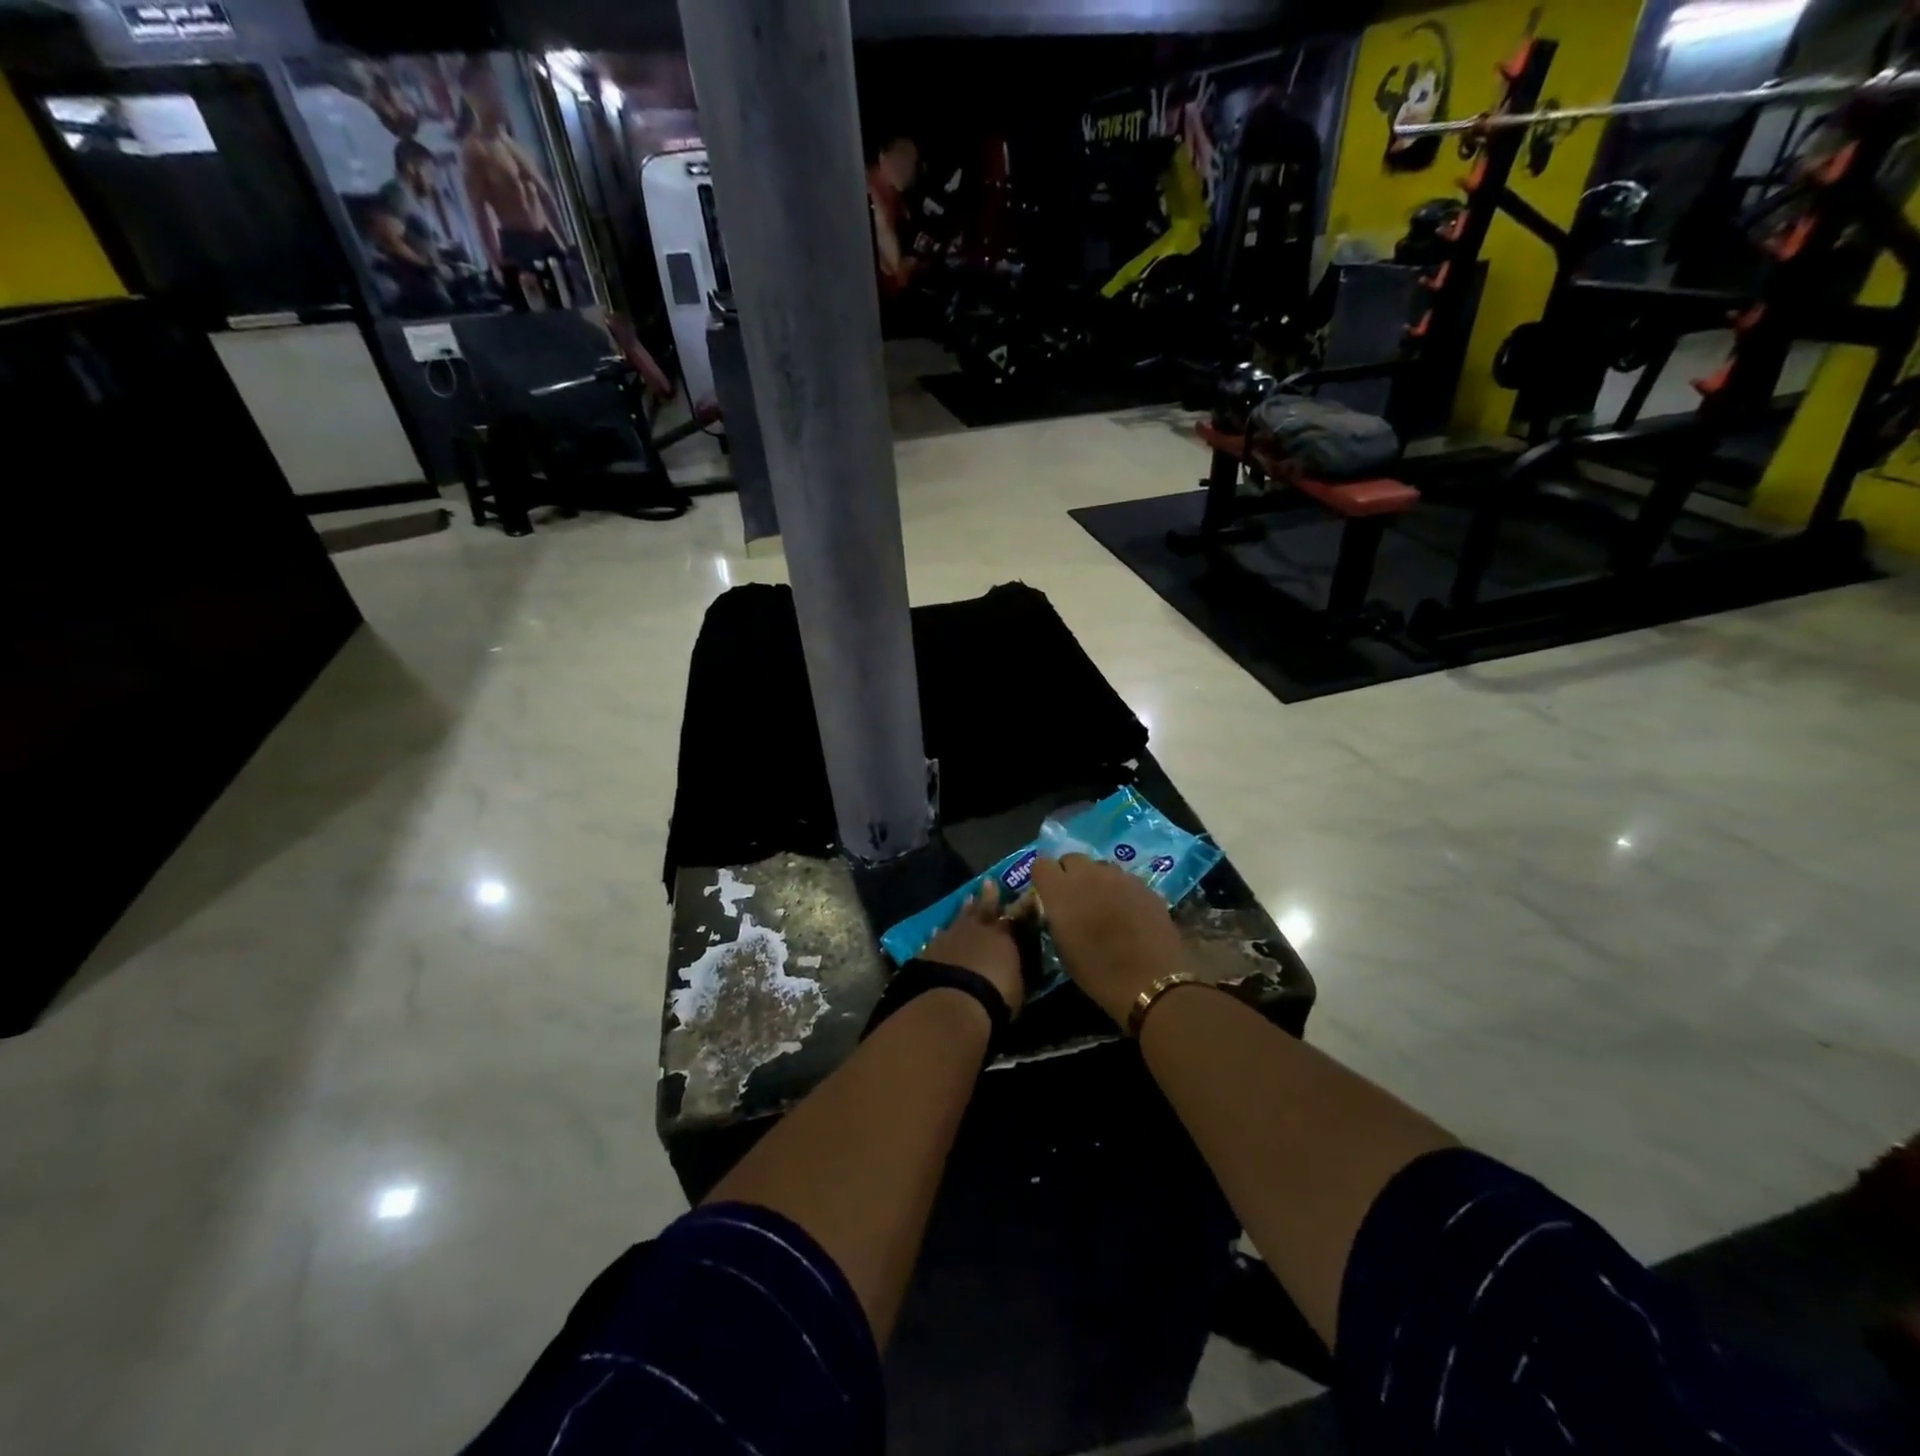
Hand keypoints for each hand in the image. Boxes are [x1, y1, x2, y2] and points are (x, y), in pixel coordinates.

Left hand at [921, 881, 1024, 1017]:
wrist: (954, 1001)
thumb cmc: (995, 997)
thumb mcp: (1017, 985)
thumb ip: (1014, 968)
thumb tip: (1014, 962)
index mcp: (1003, 936)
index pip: (1016, 916)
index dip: (1022, 905)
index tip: (1026, 893)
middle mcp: (977, 929)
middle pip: (984, 907)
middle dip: (988, 895)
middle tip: (989, 881)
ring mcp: (951, 936)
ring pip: (959, 918)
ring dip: (964, 910)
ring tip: (967, 899)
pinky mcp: (930, 950)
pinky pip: (936, 938)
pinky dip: (939, 935)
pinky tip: (936, 932)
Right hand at [1027, 855, 1192, 1028]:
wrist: (1152, 981)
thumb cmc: (1099, 973)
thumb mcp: (1063, 948)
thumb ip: (1055, 917)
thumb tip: (1056, 907)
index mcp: (1061, 891)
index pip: (1041, 864)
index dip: (1044, 878)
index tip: (1048, 893)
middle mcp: (1088, 874)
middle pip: (1071, 859)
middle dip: (1069, 874)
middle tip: (1075, 898)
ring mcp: (1118, 876)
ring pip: (1099, 866)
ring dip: (1096, 880)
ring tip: (1103, 904)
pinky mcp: (1143, 884)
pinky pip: (1123, 878)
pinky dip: (1120, 889)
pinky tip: (1128, 911)